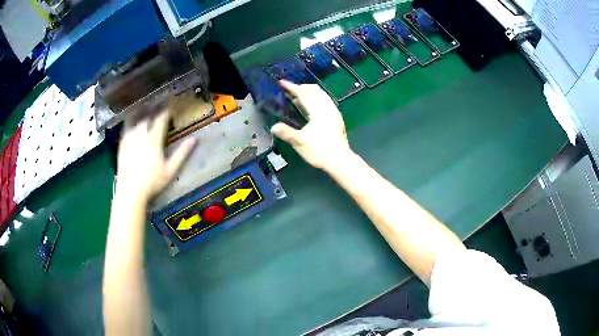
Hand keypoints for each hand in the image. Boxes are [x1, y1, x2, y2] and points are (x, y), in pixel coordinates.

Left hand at [116, 109, 195, 202]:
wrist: (130, 191)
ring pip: (137, 118)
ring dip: (144, 111)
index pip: (161, 119)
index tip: (171, 107)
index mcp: (154, 140)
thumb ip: (182, 153)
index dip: (166, 111)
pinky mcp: (122, 143)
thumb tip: (194, 139)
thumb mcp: (170, 170)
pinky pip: (127, 125)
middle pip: (148, 115)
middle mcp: (141, 134)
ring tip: (148, 108)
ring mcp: (130, 137)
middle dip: (155, 109)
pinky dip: (132, 119)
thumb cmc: (152, 182)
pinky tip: (133, 118)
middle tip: (160, 106)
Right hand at [271, 80, 352, 169]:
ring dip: (310, 92)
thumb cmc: (320, 151)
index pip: (303, 94)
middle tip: (290, 88)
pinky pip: (326, 101)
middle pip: (314, 91)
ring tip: (299, 94)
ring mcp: (334, 112)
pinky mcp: (337, 118)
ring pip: (322, 95)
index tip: (282, 82)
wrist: (340, 161)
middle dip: (301, 87)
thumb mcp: (300, 142)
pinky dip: (316, 98)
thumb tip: (273, 127)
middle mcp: (327, 108)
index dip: (292, 87)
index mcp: (318, 111)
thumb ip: (286, 133)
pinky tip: (312, 106)